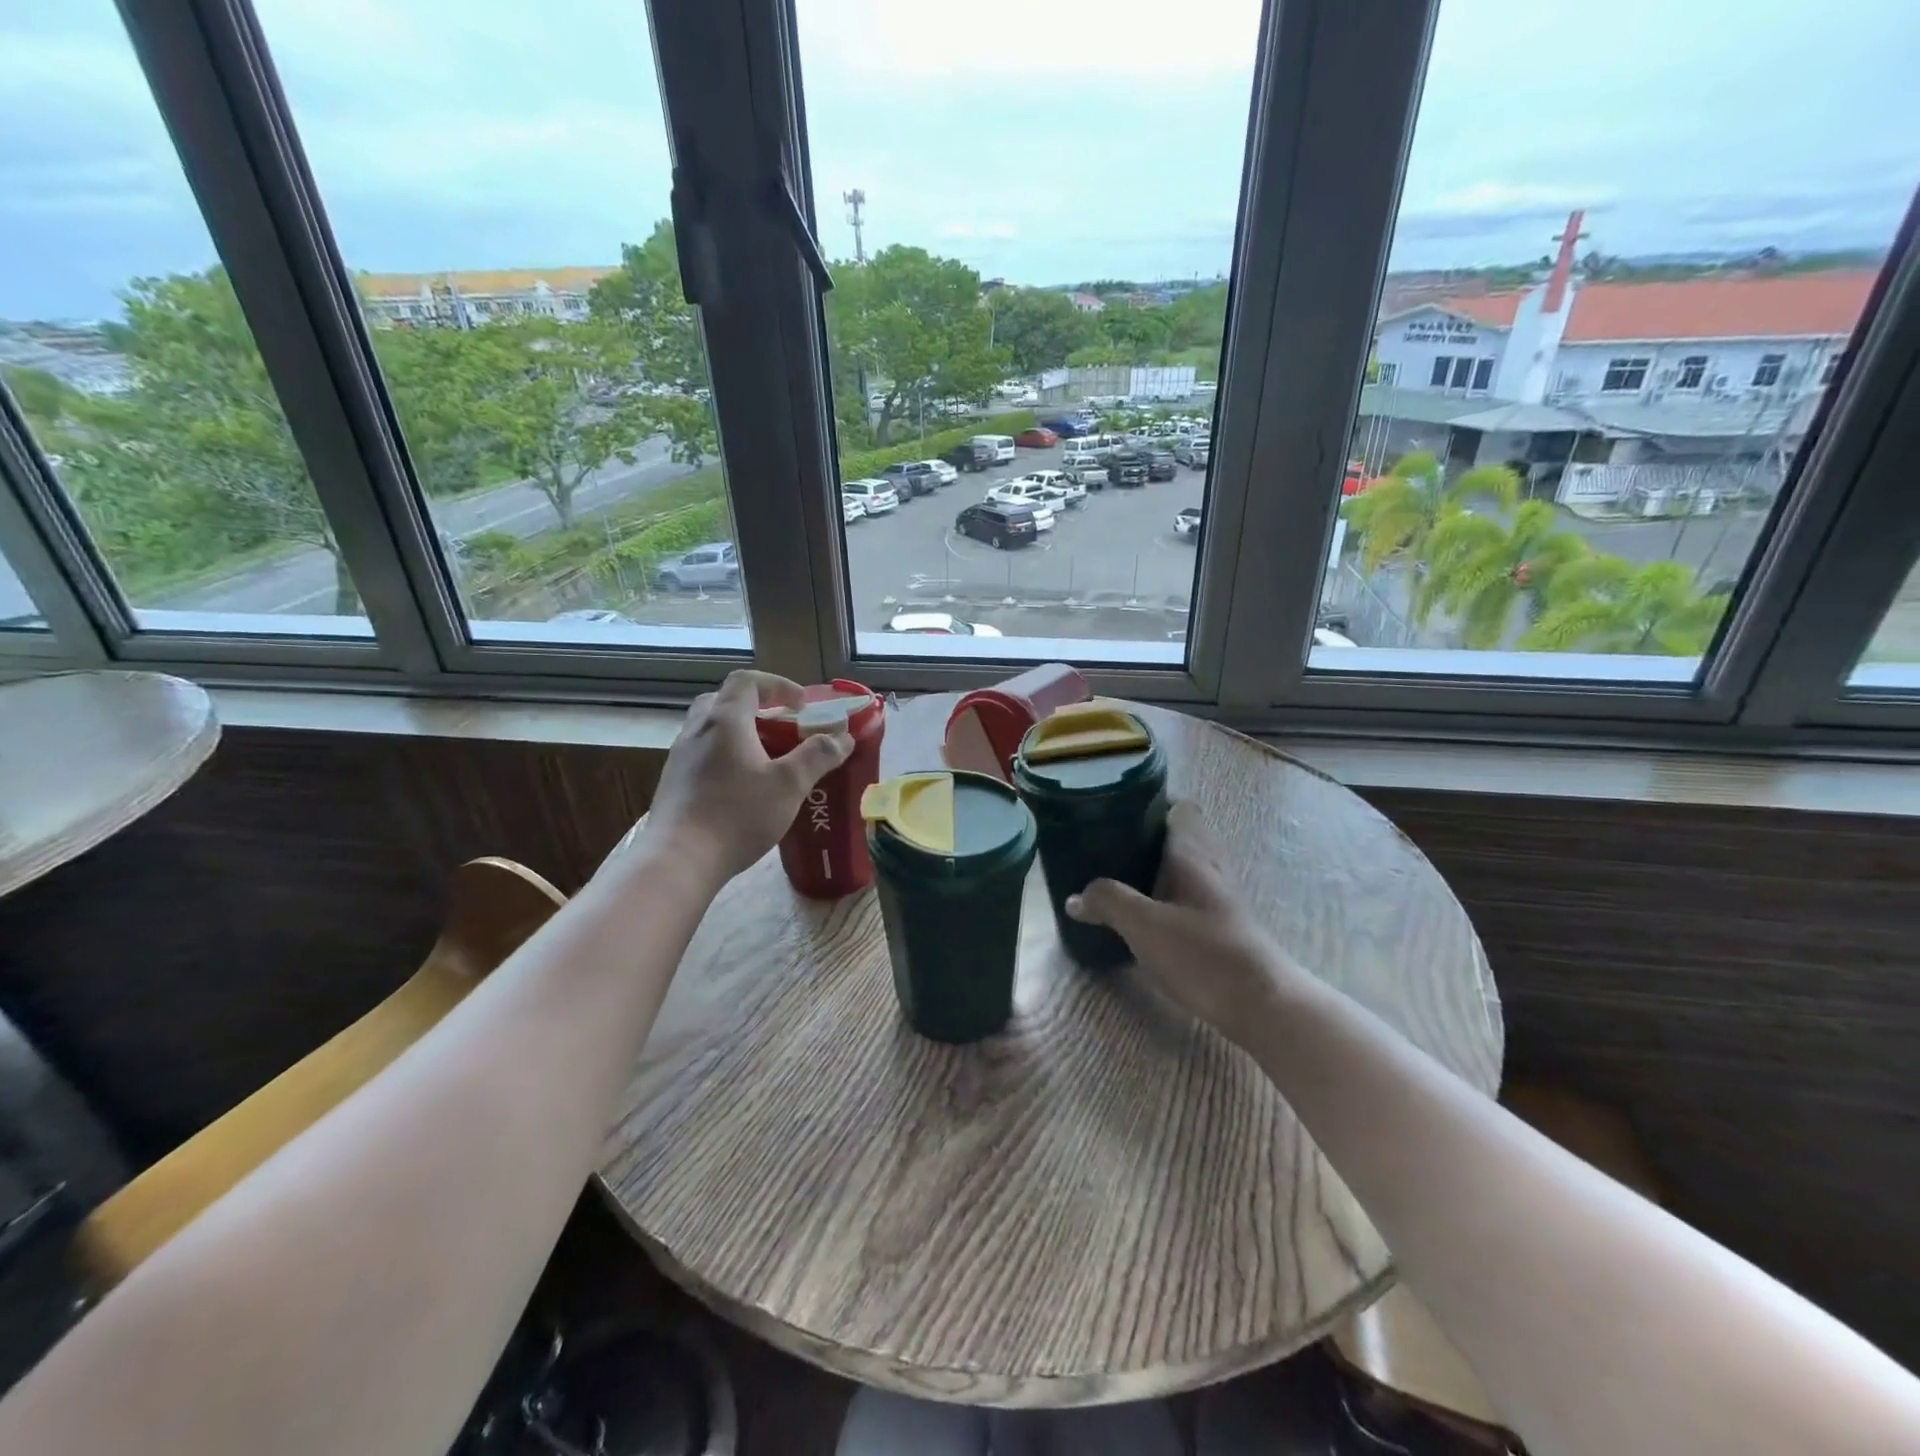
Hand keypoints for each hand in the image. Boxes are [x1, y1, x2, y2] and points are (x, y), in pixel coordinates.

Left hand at [637, 671, 852, 886]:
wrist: (679, 860)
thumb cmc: (737, 815)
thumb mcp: (789, 785)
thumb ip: (817, 756)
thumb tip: (842, 736)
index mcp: (725, 720)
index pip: (748, 681)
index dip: (778, 685)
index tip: (802, 705)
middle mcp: (697, 730)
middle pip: (724, 700)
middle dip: (756, 706)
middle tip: (780, 726)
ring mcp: (680, 756)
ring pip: (711, 728)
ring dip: (739, 732)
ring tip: (765, 757)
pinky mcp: (673, 783)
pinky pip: (702, 754)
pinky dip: (725, 755)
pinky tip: (741, 786)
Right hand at [1066, 801, 1301, 1046]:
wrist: (1262, 1005)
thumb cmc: (1204, 954)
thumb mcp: (1144, 925)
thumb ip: (1107, 902)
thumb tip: (1075, 897)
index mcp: (1191, 856)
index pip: (1179, 808)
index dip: (1150, 804)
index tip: (1116, 810)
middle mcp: (1208, 869)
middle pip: (1176, 840)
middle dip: (1141, 840)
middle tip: (1103, 847)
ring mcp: (1217, 900)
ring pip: (1179, 871)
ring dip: (1150, 873)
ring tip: (1112, 881)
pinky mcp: (1219, 929)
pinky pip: (1183, 899)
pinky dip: (1161, 900)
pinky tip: (1139, 919)